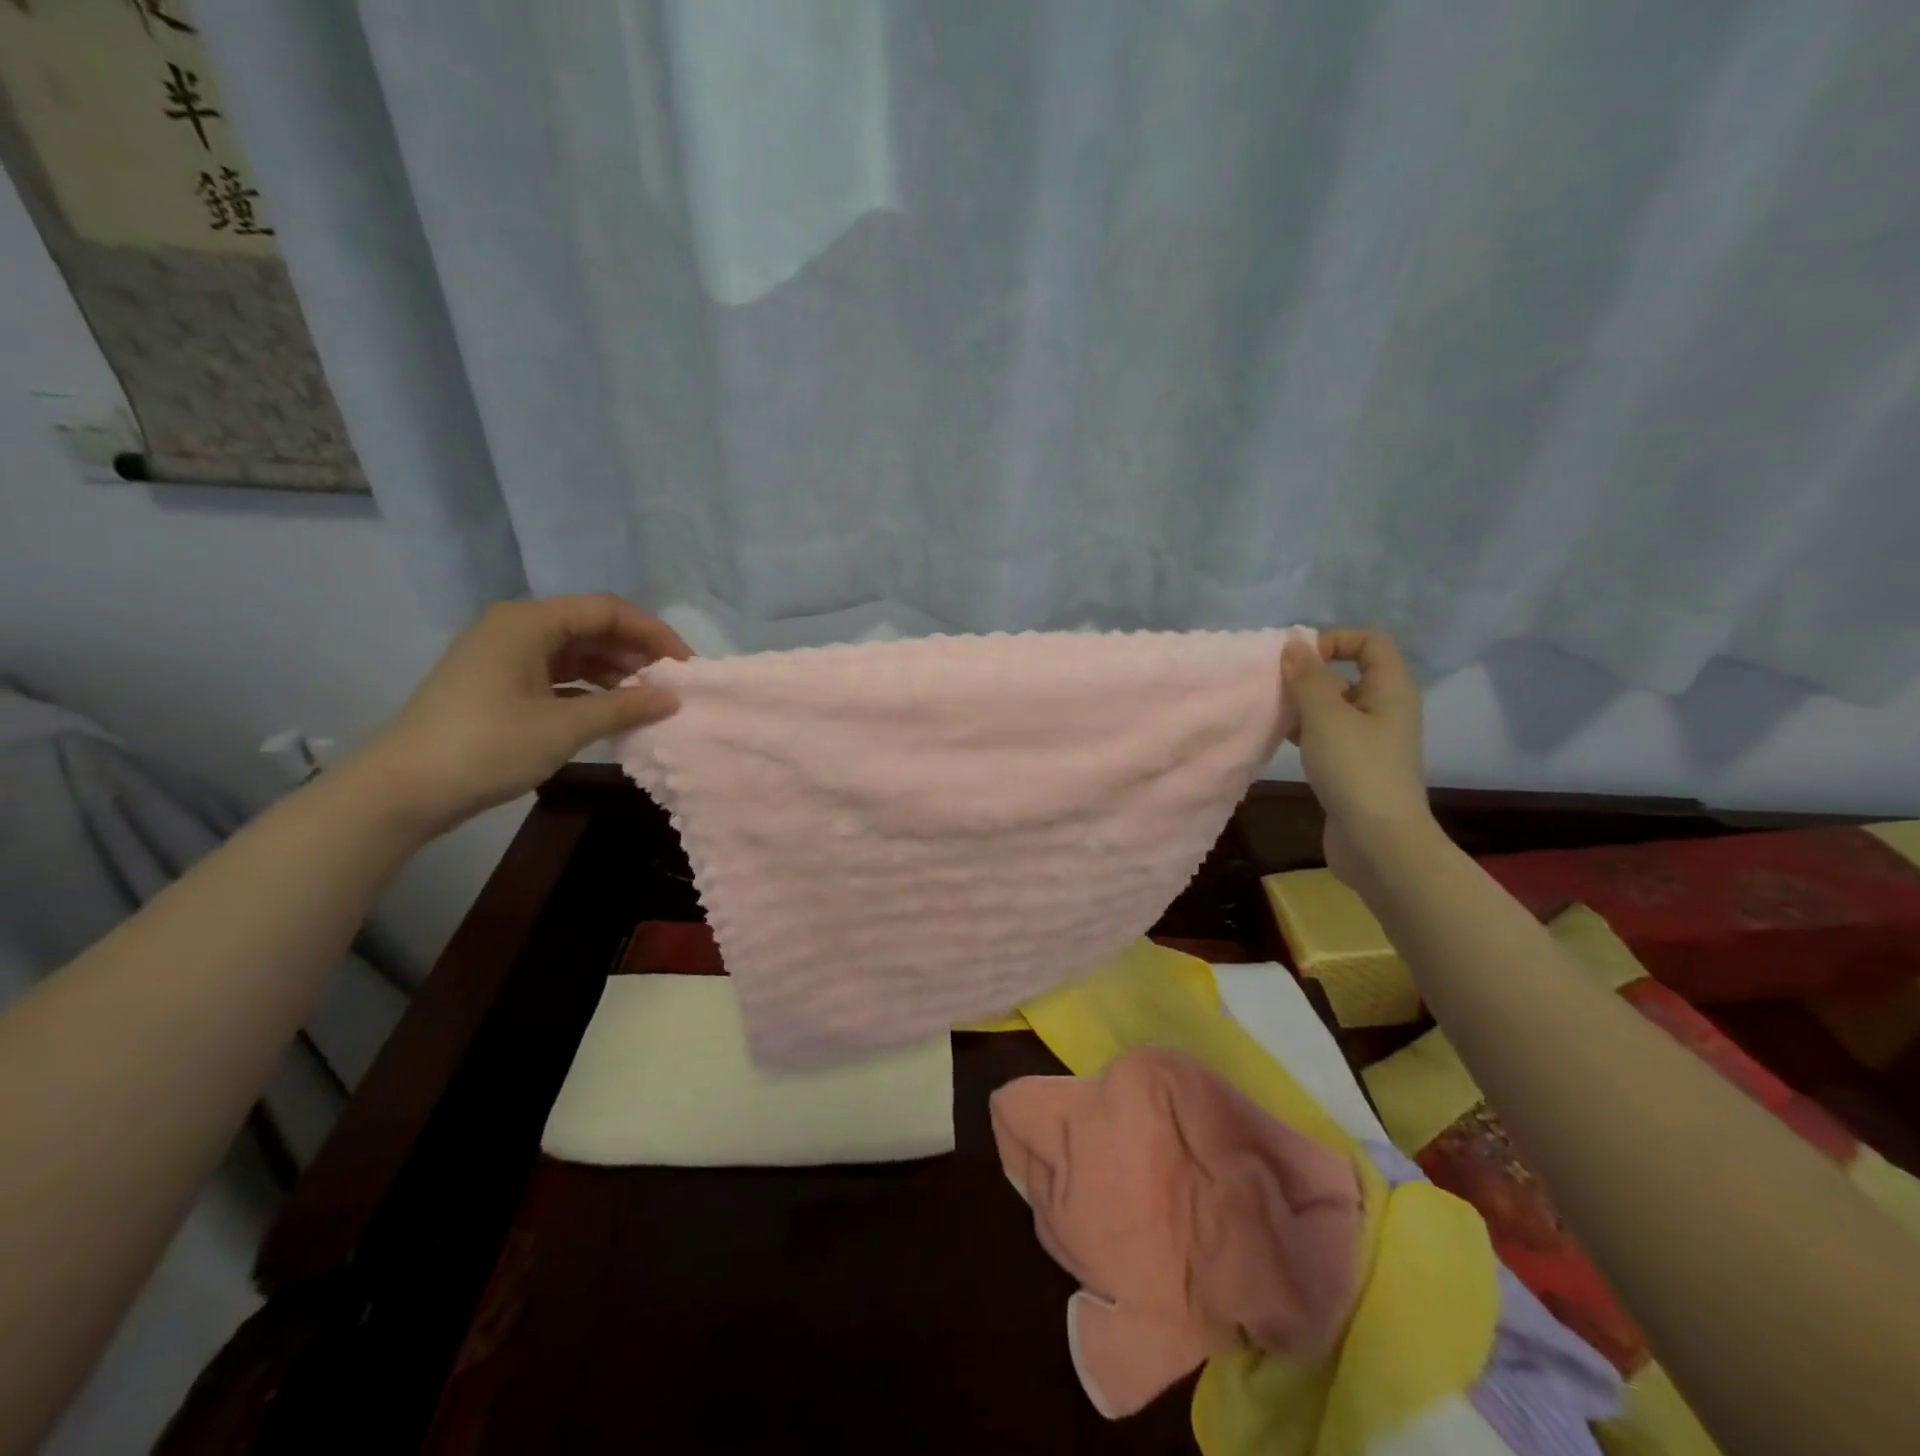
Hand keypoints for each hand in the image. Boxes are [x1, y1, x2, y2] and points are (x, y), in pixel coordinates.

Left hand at [352, 594, 691, 839]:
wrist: (402, 790)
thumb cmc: (486, 747)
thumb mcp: (564, 727)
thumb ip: (624, 707)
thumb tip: (673, 699)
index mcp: (528, 622)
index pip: (607, 610)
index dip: (653, 634)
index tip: (685, 667)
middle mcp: (516, 628)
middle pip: (592, 627)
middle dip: (636, 653)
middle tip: (670, 686)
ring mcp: (504, 656)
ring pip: (575, 651)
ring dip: (615, 672)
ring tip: (647, 701)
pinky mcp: (498, 683)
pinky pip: (557, 673)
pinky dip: (589, 688)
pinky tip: (612, 711)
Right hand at [1280, 629, 1433, 889]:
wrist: (1378, 842)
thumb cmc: (1356, 771)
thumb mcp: (1326, 717)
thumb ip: (1307, 678)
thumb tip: (1294, 644)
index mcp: (1390, 689)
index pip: (1370, 641)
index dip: (1334, 640)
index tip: (1299, 660)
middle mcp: (1385, 709)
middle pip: (1348, 672)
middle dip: (1309, 674)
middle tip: (1275, 686)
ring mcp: (1371, 740)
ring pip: (1333, 705)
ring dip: (1302, 704)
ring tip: (1271, 712)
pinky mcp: (1354, 765)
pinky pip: (1327, 734)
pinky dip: (1304, 731)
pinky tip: (1279, 739)